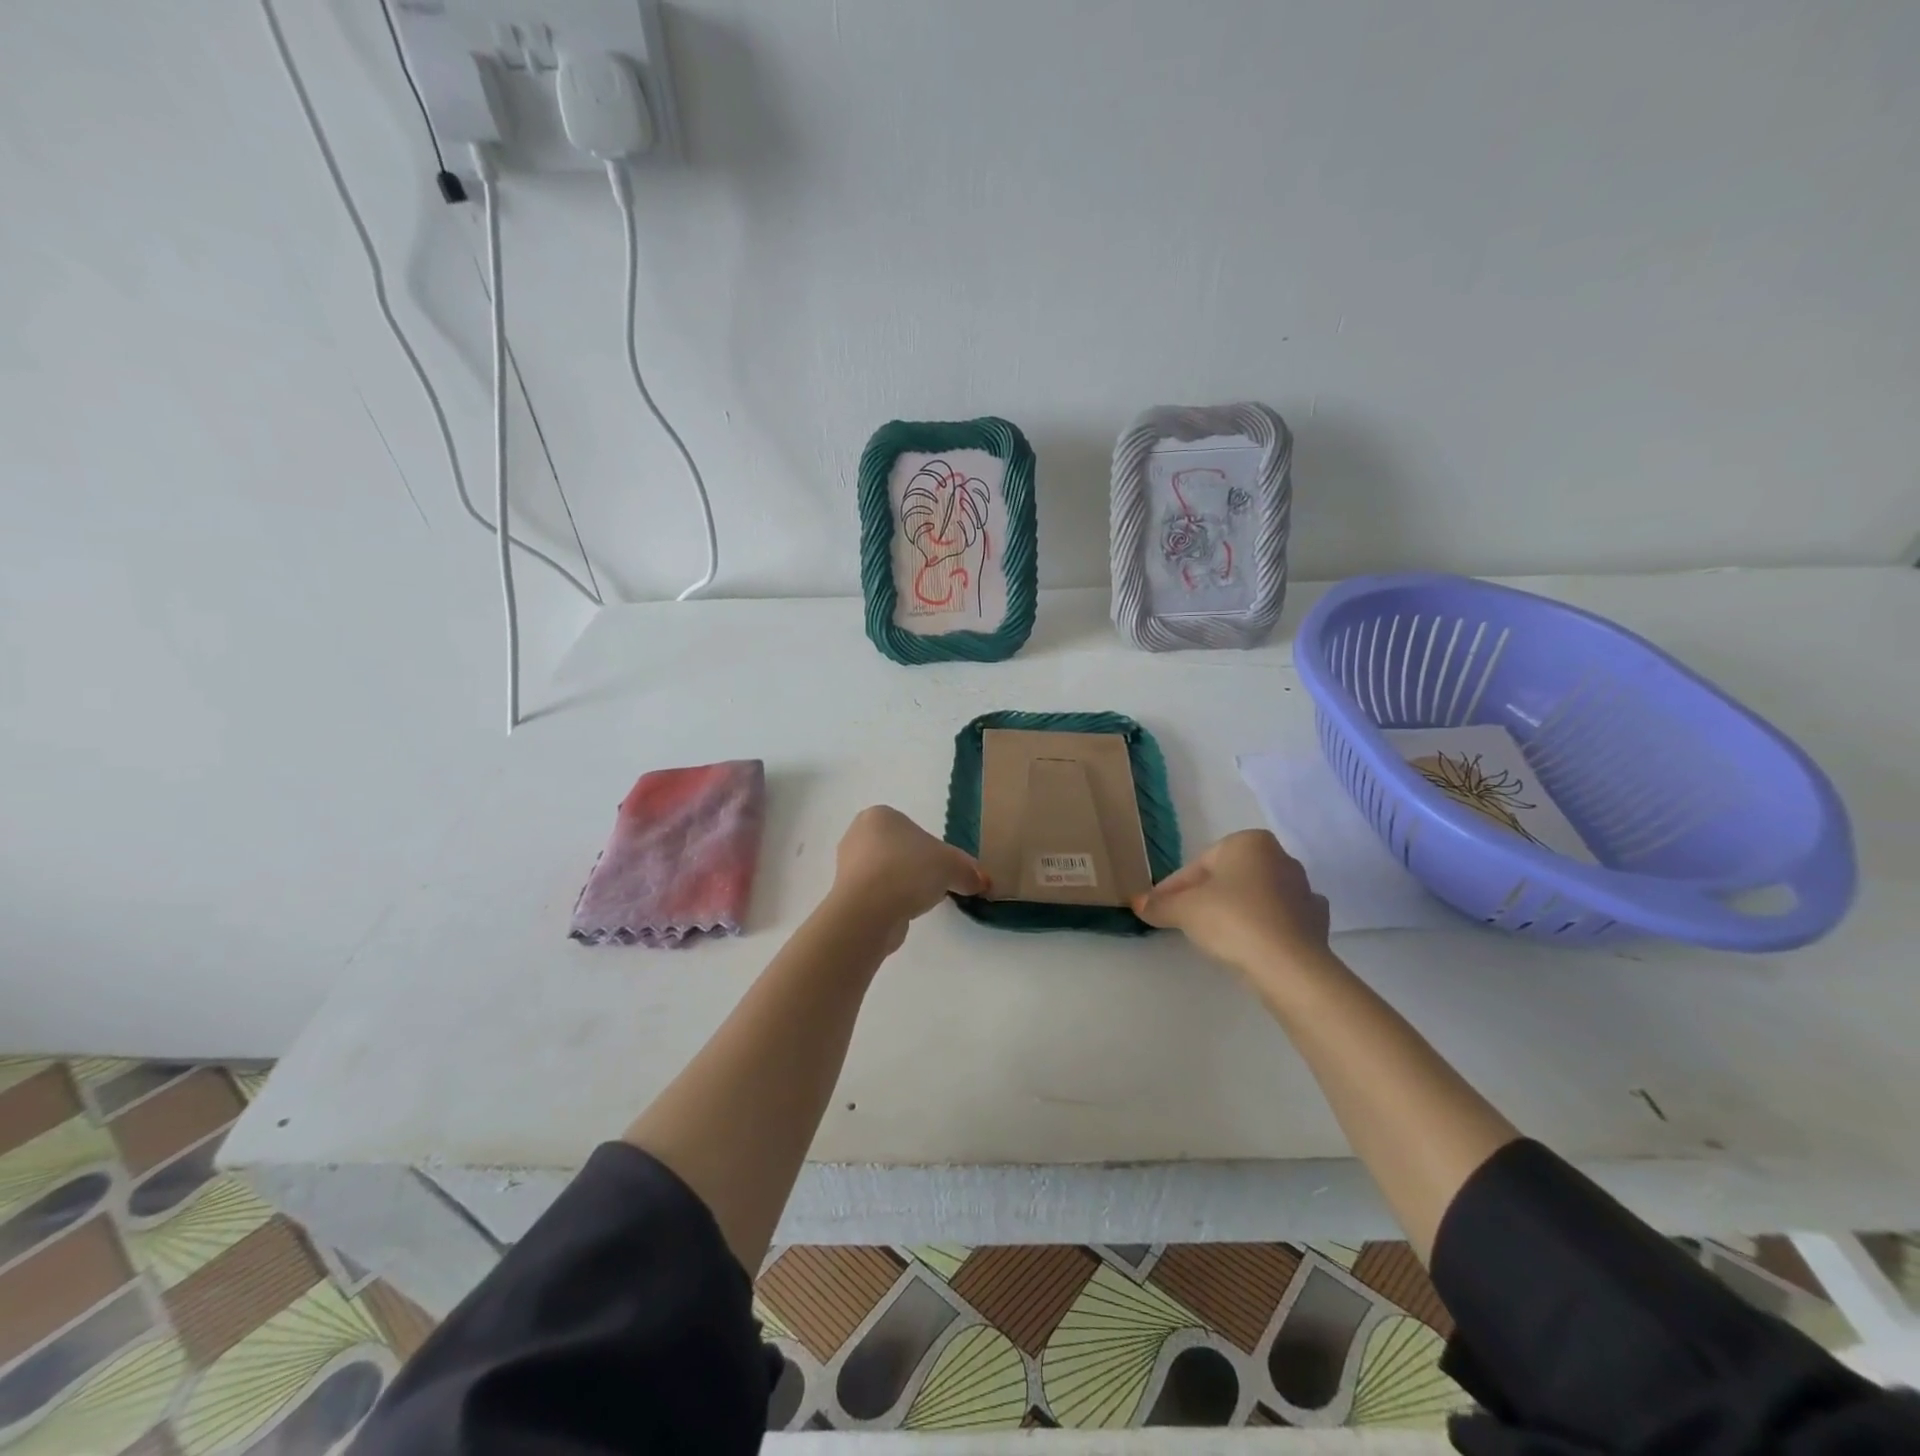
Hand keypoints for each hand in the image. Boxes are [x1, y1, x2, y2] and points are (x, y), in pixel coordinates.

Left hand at [828, 806, 986, 948]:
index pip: (914, 830)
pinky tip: (903, 914)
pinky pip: (877, 896)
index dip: (934, 850)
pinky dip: (892, 904)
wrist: (869, 910)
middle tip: (936, 886)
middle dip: (918, 869)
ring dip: (905, 887)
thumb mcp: (953, 866)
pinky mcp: (846, 896)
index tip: (945, 869)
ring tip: (919, 903)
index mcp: (879, 815)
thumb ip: (969, 871)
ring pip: (888, 874)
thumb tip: (981, 881)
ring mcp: (847, 867)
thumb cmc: (910, 870)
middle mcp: (858, 835)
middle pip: (900, 851)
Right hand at [1132, 830, 1329, 974]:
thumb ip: (1159, 904)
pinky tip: (1252, 943)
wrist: (1288, 965)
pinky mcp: (1317, 921)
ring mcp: (1304, 890)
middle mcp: (1281, 857)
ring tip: (1215, 935)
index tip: (1158, 908)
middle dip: (1206, 896)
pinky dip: (1264, 927)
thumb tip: (1138, 903)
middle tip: (1182, 920)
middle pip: (1229, 878)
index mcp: (1249, 842)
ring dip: (1236, 910)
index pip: (1198, 865)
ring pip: (1256, 896)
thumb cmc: (1231, 920)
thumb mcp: (1183, 910)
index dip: (1174, 888)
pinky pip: (1280, 919)